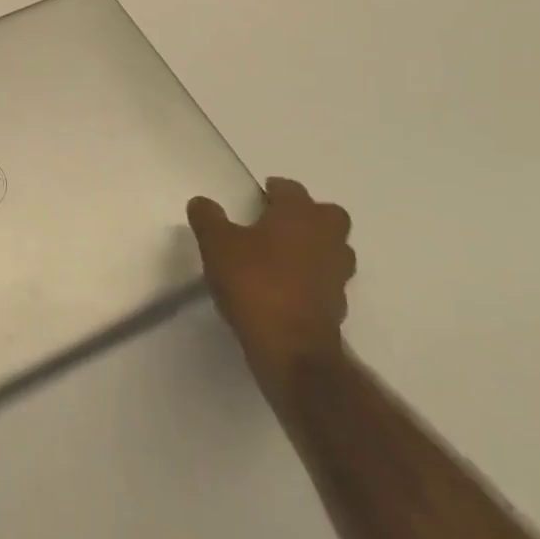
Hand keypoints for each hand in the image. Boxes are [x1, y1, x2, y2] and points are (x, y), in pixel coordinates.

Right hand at [187, 178, 355, 400]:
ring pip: (334, 247)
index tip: (260, 195)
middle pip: (328, 215)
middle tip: (278, 222)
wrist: (291, 349)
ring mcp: (336, 273)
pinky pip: (327, 279)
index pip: (292, 189)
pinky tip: (286, 286)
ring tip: (283, 254)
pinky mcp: (337, 305)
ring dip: (315, 246)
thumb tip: (202, 202)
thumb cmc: (254, 283)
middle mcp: (325, 238)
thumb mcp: (216, 245)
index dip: (275, 189)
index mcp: (299, 215)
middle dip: (308, 214)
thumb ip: (208, 218)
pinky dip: (312, 277)